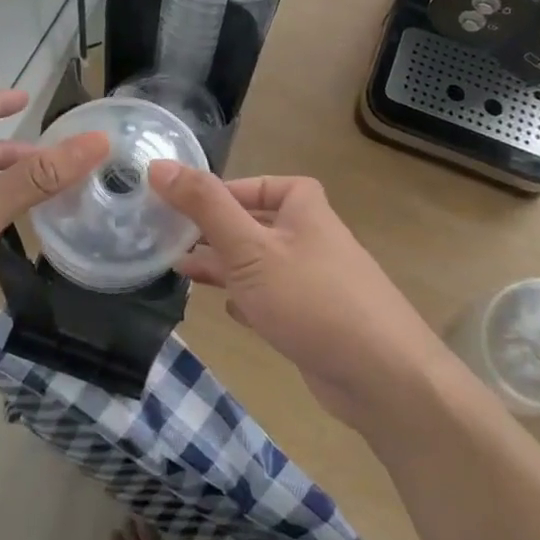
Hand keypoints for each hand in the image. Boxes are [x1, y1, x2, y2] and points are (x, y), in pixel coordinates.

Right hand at [147, 164, 449, 429]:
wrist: (380, 375)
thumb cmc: (309, 297)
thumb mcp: (249, 246)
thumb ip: (204, 206)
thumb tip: (159, 165)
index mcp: (304, 208)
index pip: (258, 185)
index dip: (220, 193)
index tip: (180, 206)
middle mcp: (312, 238)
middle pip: (256, 225)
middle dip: (214, 232)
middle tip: (169, 240)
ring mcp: (315, 281)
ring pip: (261, 265)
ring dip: (225, 267)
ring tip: (181, 272)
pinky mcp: (315, 320)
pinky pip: (274, 300)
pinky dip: (249, 300)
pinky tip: (227, 309)